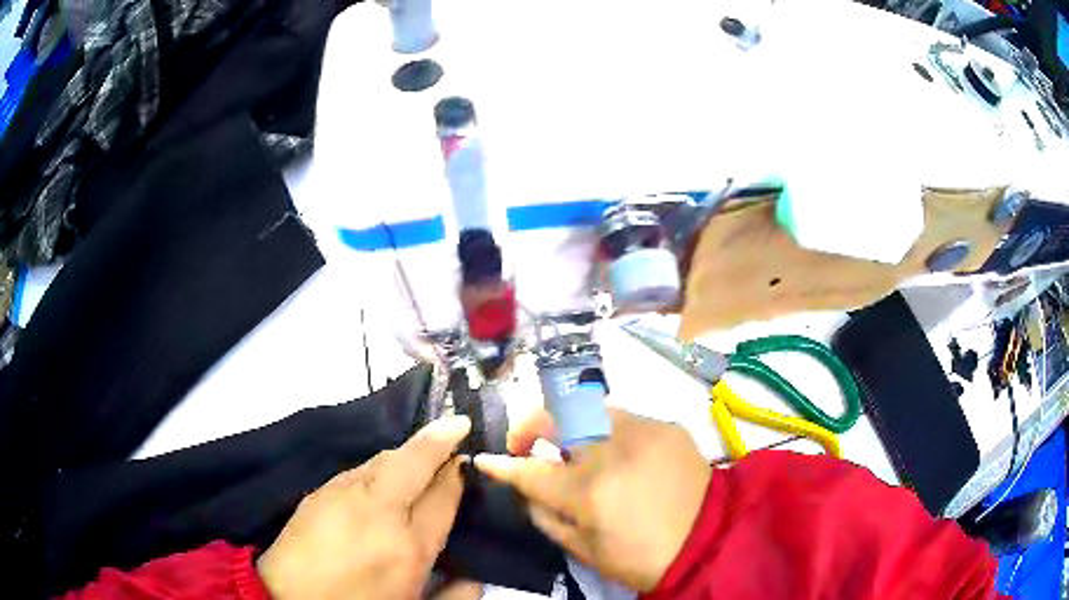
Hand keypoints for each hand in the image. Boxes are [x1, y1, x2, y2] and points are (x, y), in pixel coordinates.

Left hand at [257, 415, 471, 599]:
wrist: (290, 598)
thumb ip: (456, 594)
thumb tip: (476, 575)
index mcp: (410, 546)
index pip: (443, 496)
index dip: (458, 475)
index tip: (466, 462)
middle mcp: (380, 512)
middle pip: (414, 462)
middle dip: (439, 438)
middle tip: (457, 424)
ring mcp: (344, 495)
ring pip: (384, 459)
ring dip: (408, 452)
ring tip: (423, 452)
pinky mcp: (320, 491)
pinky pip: (358, 470)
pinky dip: (379, 466)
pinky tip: (383, 476)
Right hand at [474, 408, 710, 592]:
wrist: (710, 539)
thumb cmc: (643, 556)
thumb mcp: (585, 551)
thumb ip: (546, 517)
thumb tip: (526, 489)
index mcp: (588, 491)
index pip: (530, 471)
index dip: (501, 464)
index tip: (484, 459)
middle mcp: (610, 450)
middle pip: (554, 417)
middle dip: (528, 425)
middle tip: (525, 443)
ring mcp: (641, 431)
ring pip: (586, 407)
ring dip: (568, 425)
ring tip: (572, 448)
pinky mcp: (664, 426)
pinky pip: (621, 418)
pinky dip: (605, 432)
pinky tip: (616, 454)